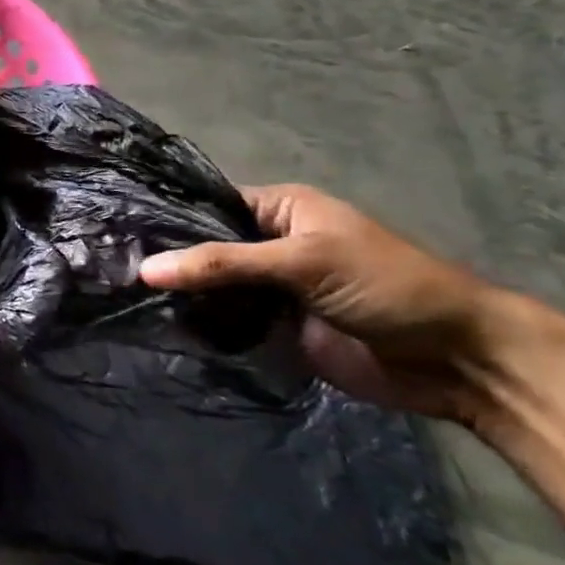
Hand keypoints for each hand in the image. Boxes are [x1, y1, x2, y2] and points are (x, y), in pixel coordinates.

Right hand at [139, 184, 507, 421]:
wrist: (455, 359)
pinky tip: (157, 324)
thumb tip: (144, 270)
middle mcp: (267, 244)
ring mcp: (269, 289)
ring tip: (120, 296)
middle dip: (167, 260)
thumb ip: (223, 264)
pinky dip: (199, 325)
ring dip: (179, 295)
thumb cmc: (385, 286)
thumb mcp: (302, 262)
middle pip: (204, 248)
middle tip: (109, 268)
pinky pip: (226, 322)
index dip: (167, 218)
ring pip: (210, 287)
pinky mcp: (273, 329)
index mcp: (278, 209)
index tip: (117, 230)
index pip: (207, 205)